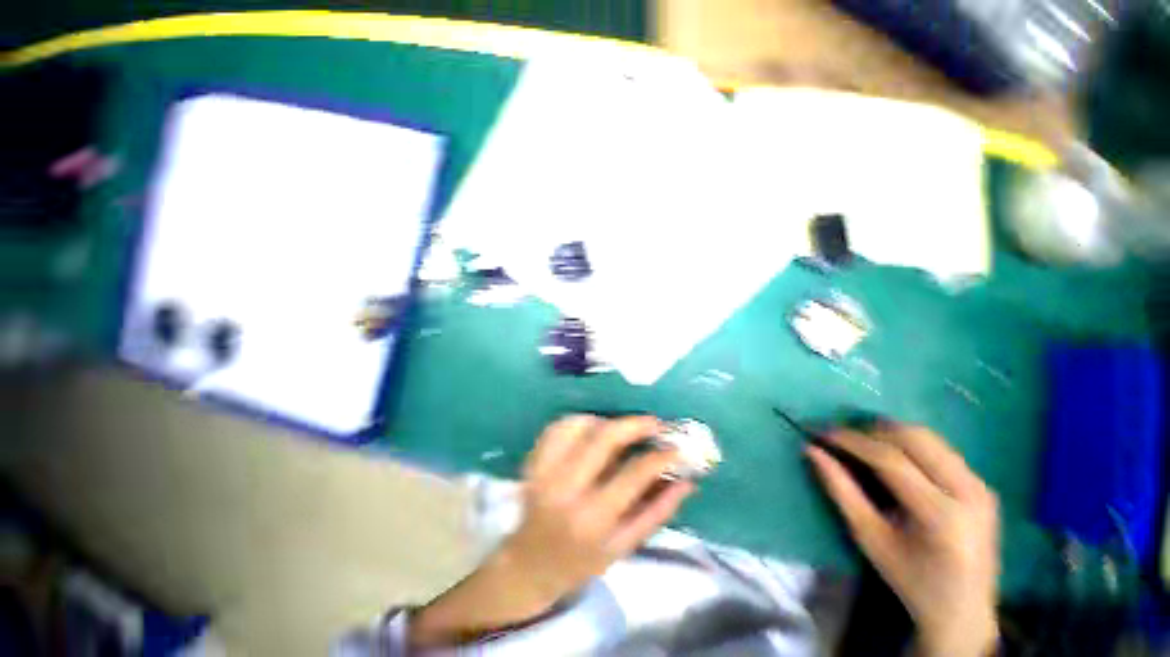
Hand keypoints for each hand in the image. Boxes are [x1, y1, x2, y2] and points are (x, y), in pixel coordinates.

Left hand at [410, 415, 691, 646]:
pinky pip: (557, 427)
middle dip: (635, 424)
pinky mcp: (533, 462)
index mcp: (593, 518)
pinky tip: (591, 430)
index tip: (675, 448)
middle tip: (654, 424)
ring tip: (622, 430)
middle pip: (604, 437)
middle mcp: (566, 489)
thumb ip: (657, 512)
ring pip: (579, 425)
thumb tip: (686, 481)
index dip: (660, 456)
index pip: (634, 474)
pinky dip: (578, 421)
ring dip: (606, 420)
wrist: (530, 564)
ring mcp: (545, 471)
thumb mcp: (624, 547)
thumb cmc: (581, 561)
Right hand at [808, 424, 999, 656]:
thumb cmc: (910, 580)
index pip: (891, 460)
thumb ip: (840, 490)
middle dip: (870, 431)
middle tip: (838, 437)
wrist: (964, 611)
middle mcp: (969, 493)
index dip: (850, 440)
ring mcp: (981, 486)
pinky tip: (889, 456)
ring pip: (928, 437)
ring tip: (859, 443)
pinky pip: (940, 448)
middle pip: (914, 438)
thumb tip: (811, 450)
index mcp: (942, 516)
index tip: (819, 432)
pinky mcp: (983, 485)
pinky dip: (908, 443)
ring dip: (888, 433)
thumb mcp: (868, 537)